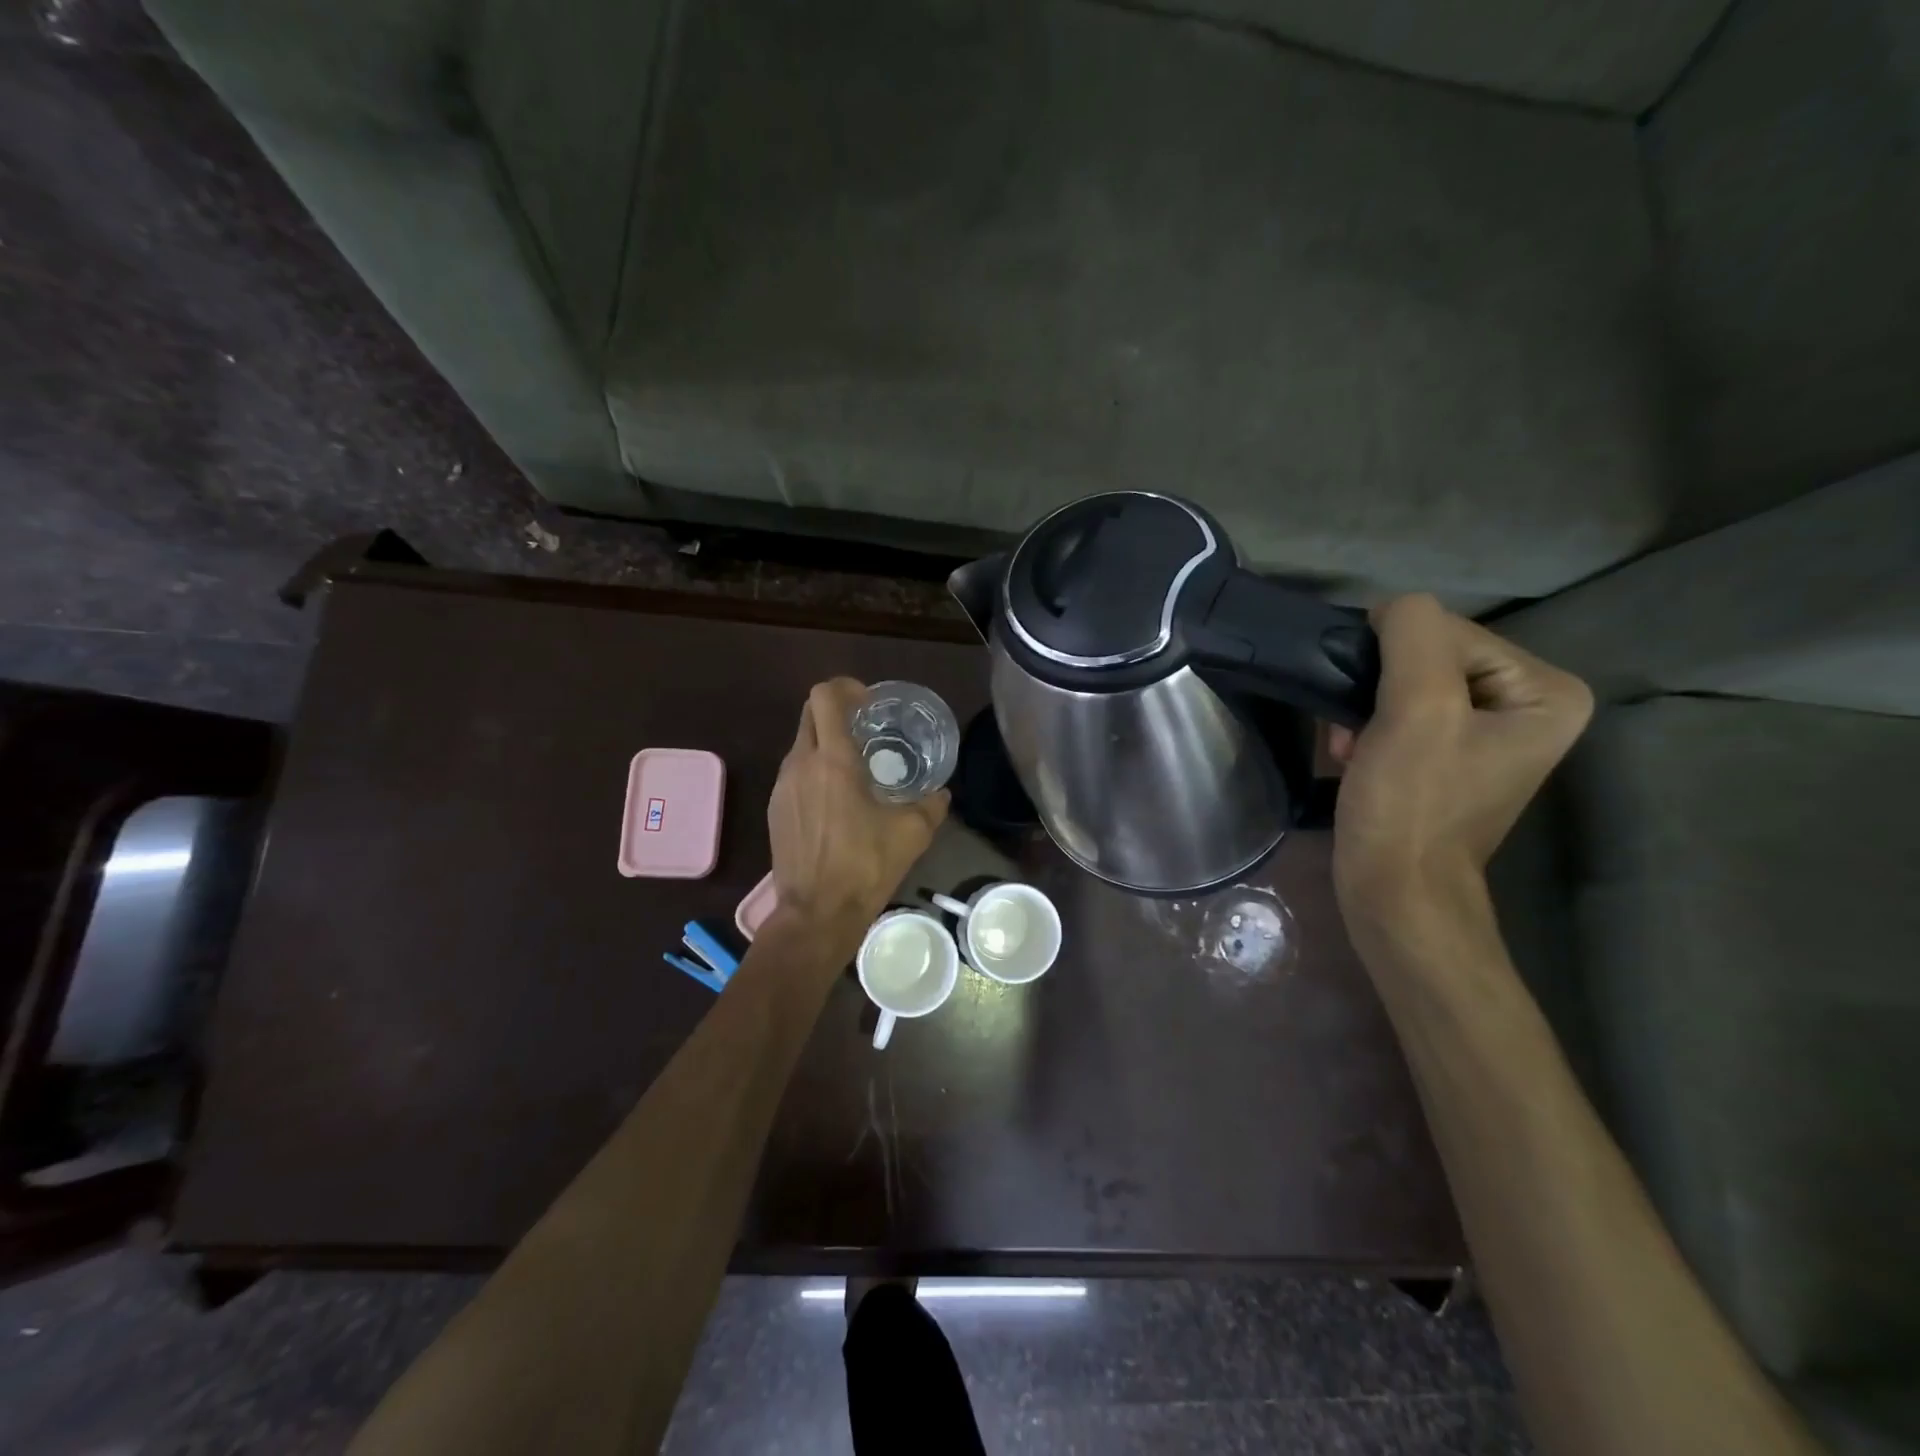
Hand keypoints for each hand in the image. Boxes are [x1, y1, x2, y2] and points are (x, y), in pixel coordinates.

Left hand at [767, 679, 948, 941]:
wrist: (816, 913)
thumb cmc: (865, 866)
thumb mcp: (912, 833)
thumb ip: (931, 805)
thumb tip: (941, 794)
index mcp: (832, 761)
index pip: (824, 697)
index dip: (844, 687)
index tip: (868, 703)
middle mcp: (800, 764)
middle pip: (809, 713)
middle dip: (835, 710)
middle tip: (865, 727)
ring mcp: (782, 787)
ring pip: (800, 744)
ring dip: (824, 742)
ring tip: (854, 767)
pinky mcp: (775, 809)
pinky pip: (794, 773)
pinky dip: (814, 770)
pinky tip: (836, 800)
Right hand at [1328, 595, 1591, 928]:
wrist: (1395, 893)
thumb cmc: (1411, 805)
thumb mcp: (1416, 710)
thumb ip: (1413, 636)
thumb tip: (1391, 607)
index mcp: (1546, 690)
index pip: (1449, 631)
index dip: (1394, 661)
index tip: (1367, 711)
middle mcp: (1526, 705)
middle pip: (1428, 657)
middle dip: (1377, 688)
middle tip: (1350, 731)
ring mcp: (1486, 734)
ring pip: (1405, 684)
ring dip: (1363, 709)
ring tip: (1347, 747)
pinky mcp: (1448, 757)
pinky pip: (1401, 714)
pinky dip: (1366, 729)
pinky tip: (1350, 755)